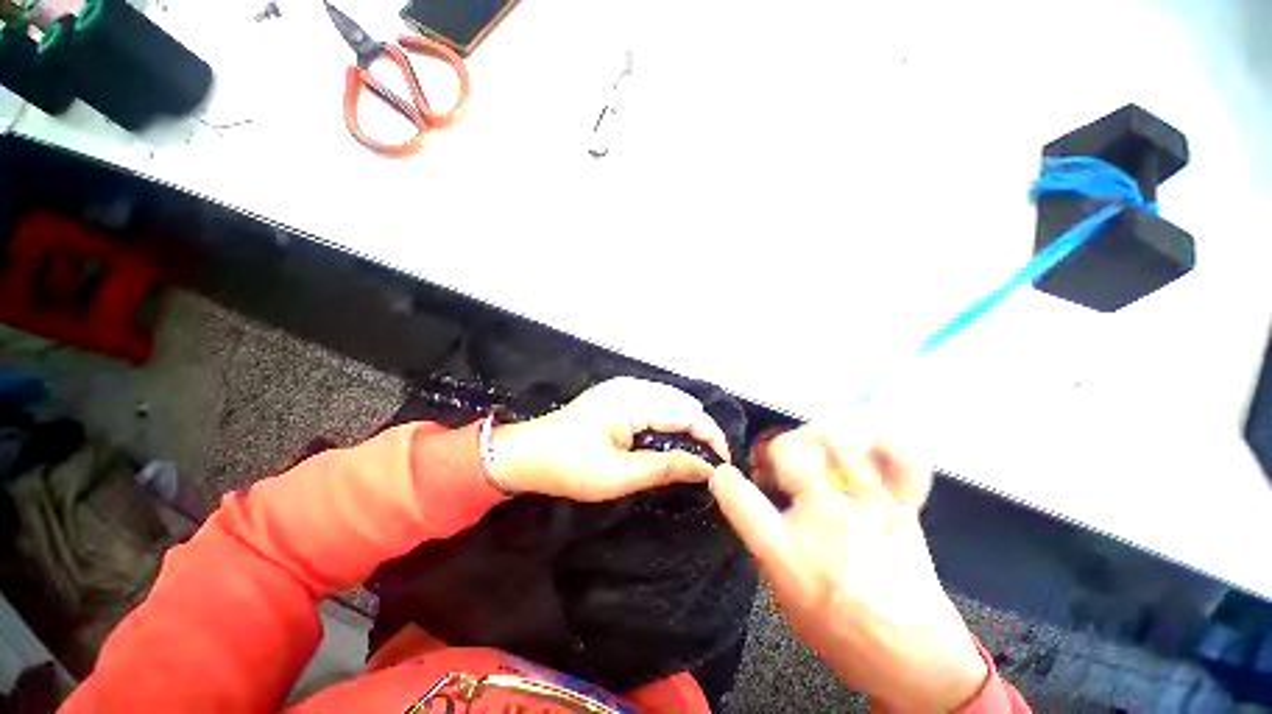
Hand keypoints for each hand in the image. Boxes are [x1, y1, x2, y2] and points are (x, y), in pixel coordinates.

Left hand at [490, 377, 730, 501]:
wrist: (527, 454)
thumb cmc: (569, 467)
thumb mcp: (619, 475)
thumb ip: (665, 467)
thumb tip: (706, 469)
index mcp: (633, 400)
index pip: (687, 413)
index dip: (710, 437)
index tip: (723, 465)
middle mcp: (633, 386)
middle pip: (682, 404)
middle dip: (700, 431)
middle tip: (709, 465)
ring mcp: (624, 388)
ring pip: (671, 403)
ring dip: (686, 427)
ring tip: (693, 456)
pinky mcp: (618, 396)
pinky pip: (656, 404)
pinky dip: (669, 422)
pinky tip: (669, 442)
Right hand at [709, 426, 987, 711]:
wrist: (917, 660)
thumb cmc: (840, 633)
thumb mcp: (781, 596)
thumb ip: (762, 541)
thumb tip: (751, 501)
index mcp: (789, 553)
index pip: (738, 496)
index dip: (724, 479)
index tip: (725, 478)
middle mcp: (827, 519)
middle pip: (787, 449)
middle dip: (772, 452)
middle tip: (776, 468)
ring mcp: (869, 506)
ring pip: (833, 439)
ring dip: (813, 443)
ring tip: (814, 458)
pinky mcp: (902, 505)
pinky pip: (898, 455)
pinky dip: (882, 442)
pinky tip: (865, 450)